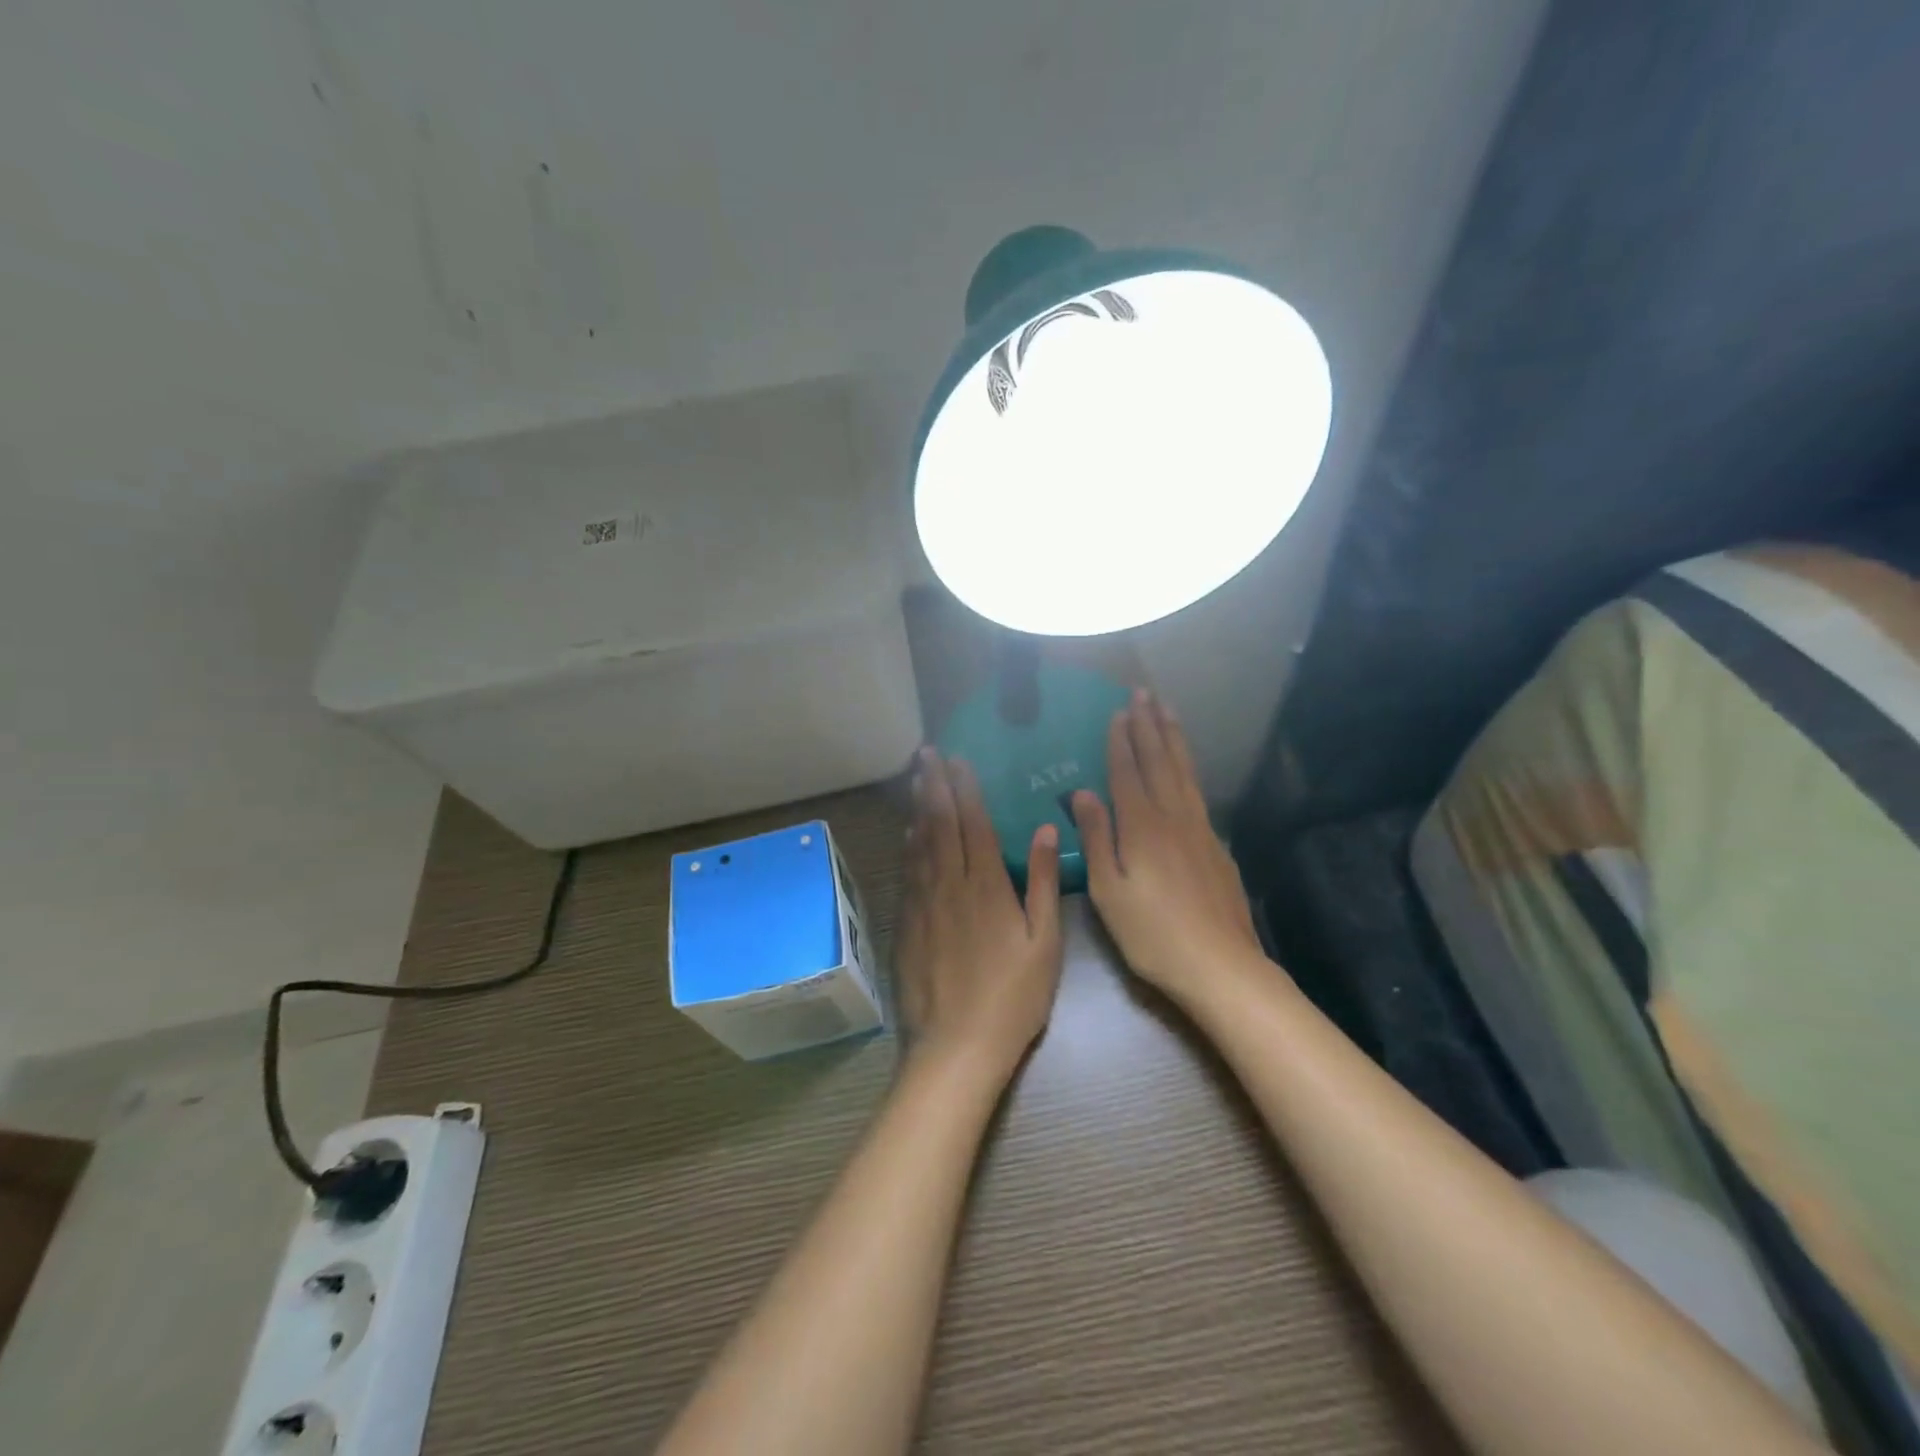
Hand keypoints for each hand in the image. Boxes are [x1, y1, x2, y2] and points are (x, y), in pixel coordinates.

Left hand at [898, 749, 1063, 1082]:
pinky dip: (908, 845)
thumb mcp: (1044, 943)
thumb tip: (1046, 830)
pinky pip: (907, 872)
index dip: (965, 788)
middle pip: (940, 824)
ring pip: (919, 843)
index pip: (974, 823)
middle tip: (927, 753)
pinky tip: (908, 832)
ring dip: (918, 807)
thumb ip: (1044, 883)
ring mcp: (923, 903)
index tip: (957, 759)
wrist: (957, 1045)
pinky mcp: (906, 924)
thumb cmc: (1012, 997)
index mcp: (987, 886)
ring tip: (916, 778)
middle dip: (934, 784)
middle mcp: (950, 884)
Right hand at [1072, 691, 1264, 1006]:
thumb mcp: (1108, 890)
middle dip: (1150, 726)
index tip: (1118, 711)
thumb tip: (1081, 793)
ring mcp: (1200, 830)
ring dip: (1174, 739)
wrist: (1221, 965)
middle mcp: (1173, 817)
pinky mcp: (1217, 846)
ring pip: (1184, 772)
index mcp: (1141, 826)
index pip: (1127, 772)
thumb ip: (1095, 838)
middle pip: (1160, 761)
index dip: (1121, 740)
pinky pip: (1198, 792)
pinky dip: (1189, 769)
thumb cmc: (1152, 933)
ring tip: (1168, 712)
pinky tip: (1186, 769)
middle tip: (1144, 693)